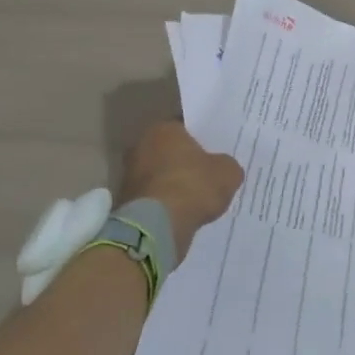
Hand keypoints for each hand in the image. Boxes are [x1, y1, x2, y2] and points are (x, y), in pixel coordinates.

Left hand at [118, 122, 244, 259]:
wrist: (157, 227)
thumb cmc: (193, 186)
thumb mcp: (228, 172)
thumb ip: (227, 165)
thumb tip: (224, 169)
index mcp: (163, 129)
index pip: (186, 127)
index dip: (203, 138)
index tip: (216, 148)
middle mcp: (141, 147)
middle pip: (170, 151)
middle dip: (186, 161)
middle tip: (209, 172)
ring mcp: (129, 176)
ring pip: (160, 175)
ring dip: (175, 184)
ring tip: (198, 197)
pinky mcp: (126, 203)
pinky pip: (154, 198)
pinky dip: (166, 204)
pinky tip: (184, 213)